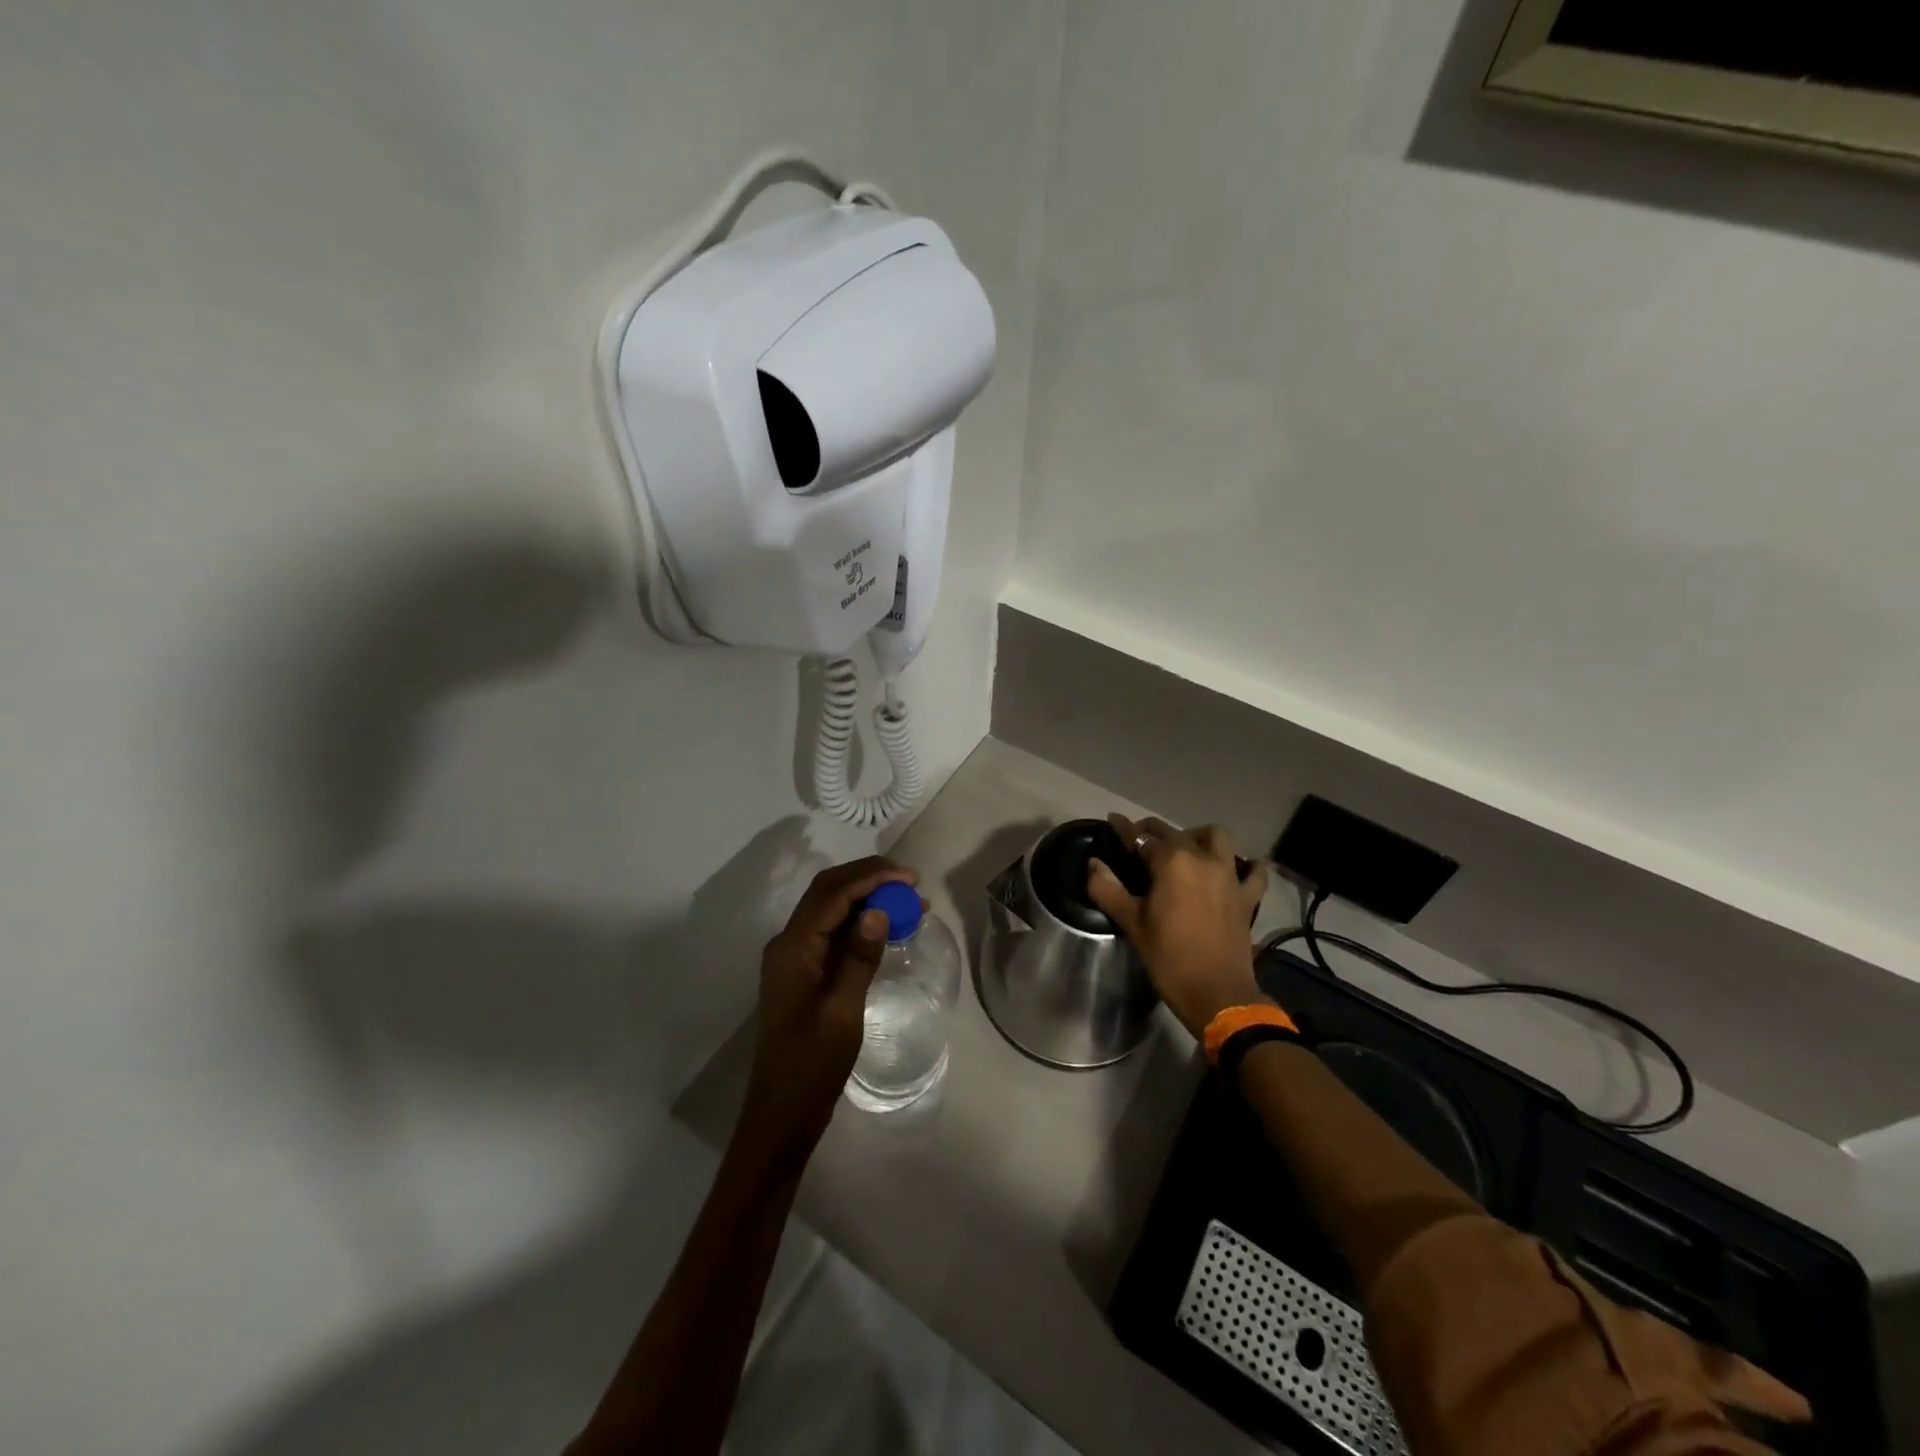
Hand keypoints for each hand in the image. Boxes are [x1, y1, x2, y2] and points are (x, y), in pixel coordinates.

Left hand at [737, 856, 918, 1168]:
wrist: (781, 1114)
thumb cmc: (812, 1066)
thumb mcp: (842, 1011)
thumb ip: (859, 957)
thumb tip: (879, 911)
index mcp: (792, 948)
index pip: (832, 893)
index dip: (871, 876)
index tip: (910, 878)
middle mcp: (788, 943)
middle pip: (828, 893)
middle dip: (869, 880)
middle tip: (911, 886)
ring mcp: (793, 958)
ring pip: (830, 911)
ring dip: (866, 900)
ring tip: (908, 904)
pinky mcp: (803, 973)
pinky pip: (831, 934)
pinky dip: (859, 923)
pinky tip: (886, 929)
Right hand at [1086, 815, 1269, 1040]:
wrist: (1218, 994)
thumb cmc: (1169, 958)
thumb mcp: (1132, 923)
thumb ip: (1107, 888)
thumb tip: (1093, 863)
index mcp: (1171, 862)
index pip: (1141, 837)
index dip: (1123, 828)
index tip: (1112, 820)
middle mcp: (1202, 859)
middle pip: (1175, 832)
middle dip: (1154, 831)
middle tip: (1139, 841)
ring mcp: (1229, 876)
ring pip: (1217, 837)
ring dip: (1200, 836)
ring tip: (1186, 850)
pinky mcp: (1247, 896)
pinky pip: (1253, 871)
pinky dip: (1245, 865)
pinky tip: (1234, 870)